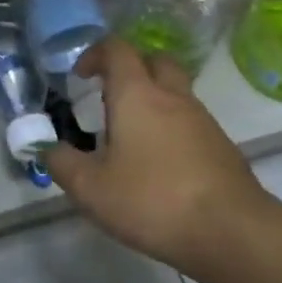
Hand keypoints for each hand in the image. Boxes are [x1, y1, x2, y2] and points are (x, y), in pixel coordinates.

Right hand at [45, 38, 278, 273]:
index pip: (117, 49)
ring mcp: (203, 120)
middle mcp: (172, 97)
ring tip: (131, 137)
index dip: (95, 54)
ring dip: (153, 100)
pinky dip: (173, 128)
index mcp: (136, 94)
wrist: (233, 233)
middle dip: (131, 69)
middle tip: (110, 97)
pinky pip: (191, 121)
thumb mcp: (91, 188)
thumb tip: (48, 148)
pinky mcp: (222, 147)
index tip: (80, 77)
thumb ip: (62, 163)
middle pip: (154, 60)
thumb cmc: (153, 200)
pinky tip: (160, 165)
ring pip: (176, 92)